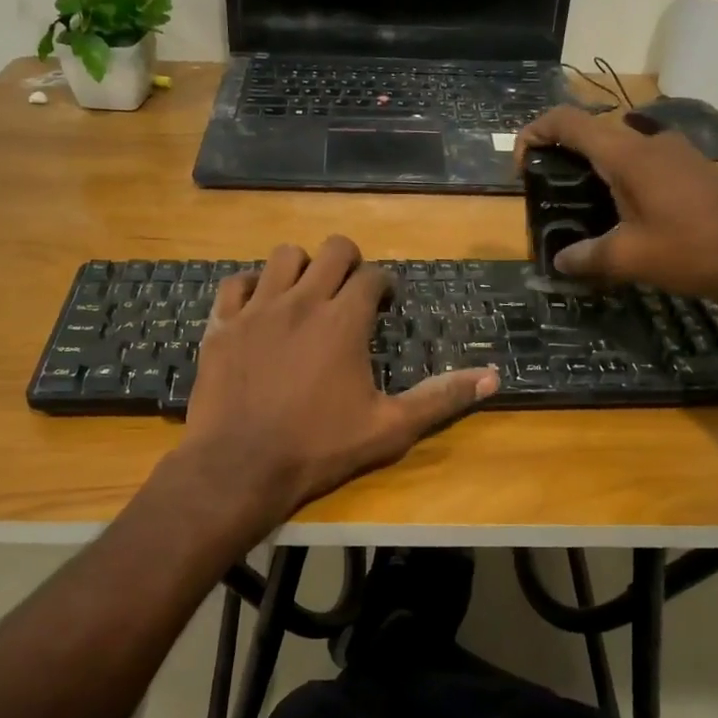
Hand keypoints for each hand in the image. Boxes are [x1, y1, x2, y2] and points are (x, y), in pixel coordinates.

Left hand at [179, 236, 499, 519]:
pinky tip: (259, 307)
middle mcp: (302, 301)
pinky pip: (235, 282)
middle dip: (348, 262)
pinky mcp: (223, 323)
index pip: (373, 277)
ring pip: (283, 256)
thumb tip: (494, 377)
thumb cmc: (319, 448)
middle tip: (349, 292)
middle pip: (332, 249)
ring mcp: (257, 308)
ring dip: (301, 267)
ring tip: (306, 294)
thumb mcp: (389, 429)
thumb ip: (441, 398)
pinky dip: (251, 286)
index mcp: (344, 321)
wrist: (240, 467)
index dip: (384, 286)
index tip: (385, 305)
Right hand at [516, 105, 717, 303]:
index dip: (535, 133)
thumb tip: (561, 260)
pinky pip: (642, 164)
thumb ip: (587, 257)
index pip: (568, 122)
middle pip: (591, 133)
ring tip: (581, 211)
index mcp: (626, 155)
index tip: (522, 165)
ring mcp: (674, 153)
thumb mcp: (631, 258)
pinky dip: (620, 180)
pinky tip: (623, 218)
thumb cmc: (695, 249)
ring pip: (618, 149)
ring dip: (593, 171)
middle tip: (548, 195)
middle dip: (561, 156)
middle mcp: (648, 142)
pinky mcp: (691, 169)